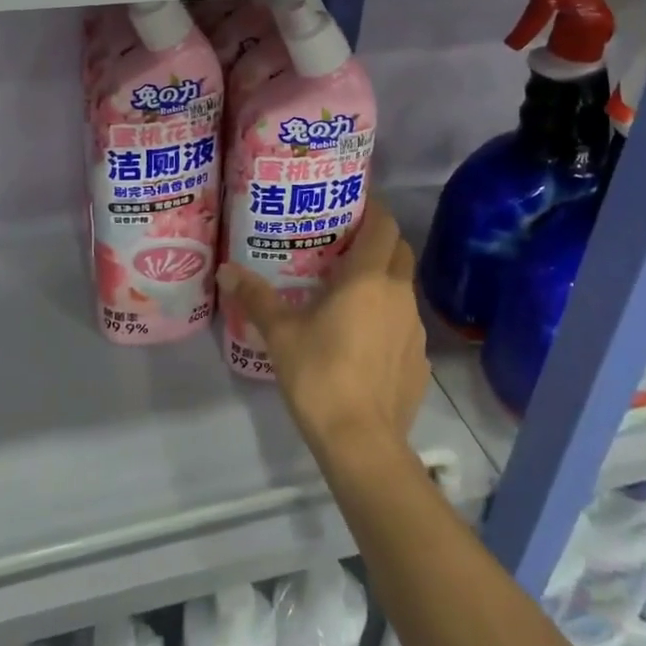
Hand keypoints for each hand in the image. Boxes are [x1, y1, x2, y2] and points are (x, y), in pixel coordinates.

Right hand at [218, 201, 428, 459]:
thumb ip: (255, 297)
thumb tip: (226, 270)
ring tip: (352, 294)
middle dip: (379, 242)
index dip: (374, 209)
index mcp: (368, 278)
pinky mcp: (420, 361)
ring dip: (384, 282)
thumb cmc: (319, 374)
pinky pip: (406, 326)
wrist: (361, 441)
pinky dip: (389, 321)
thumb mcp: (280, 333)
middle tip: (347, 246)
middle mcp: (399, 294)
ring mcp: (415, 329)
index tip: (354, 204)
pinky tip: (365, 341)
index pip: (384, 225)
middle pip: (399, 251)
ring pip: (404, 289)